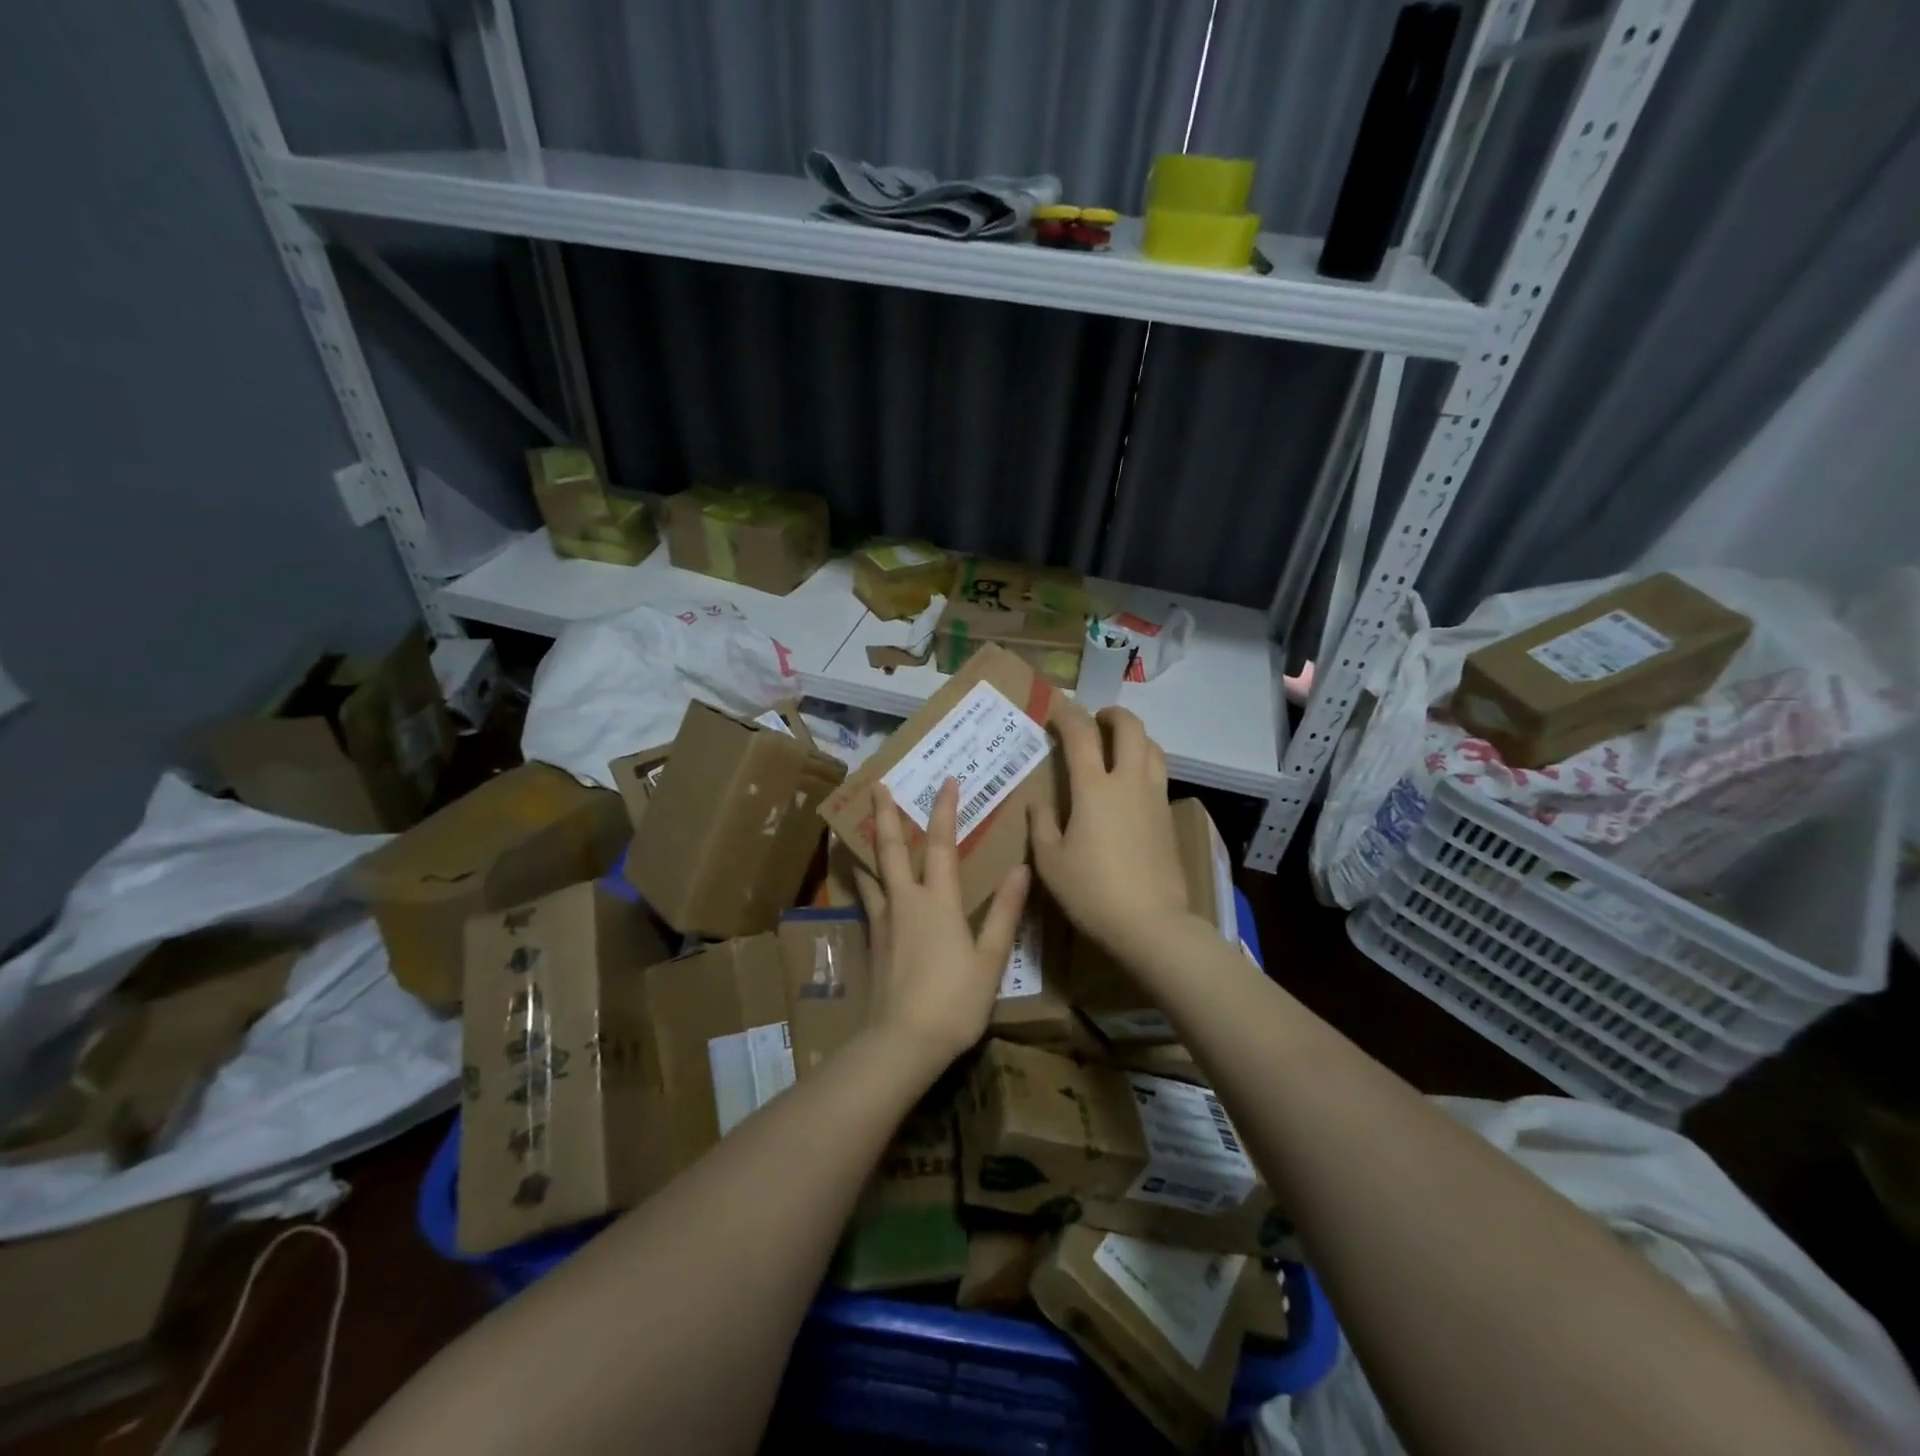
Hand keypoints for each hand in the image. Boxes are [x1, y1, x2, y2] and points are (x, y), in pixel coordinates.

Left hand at [857, 779, 1028, 1065]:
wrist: (902, 1042)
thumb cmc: (954, 1001)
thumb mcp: (990, 959)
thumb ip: (1004, 912)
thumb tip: (1021, 869)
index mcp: (938, 901)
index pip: (941, 844)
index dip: (944, 810)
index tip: (945, 781)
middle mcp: (905, 901)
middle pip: (891, 849)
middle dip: (884, 814)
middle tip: (876, 785)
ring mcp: (883, 921)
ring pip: (870, 872)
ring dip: (863, 845)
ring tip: (852, 826)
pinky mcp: (871, 942)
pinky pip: (865, 899)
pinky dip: (861, 880)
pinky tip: (860, 881)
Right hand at [1028, 704, 1191, 957]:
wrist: (1151, 924)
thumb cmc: (1092, 892)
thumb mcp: (1050, 862)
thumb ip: (1042, 824)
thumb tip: (1038, 801)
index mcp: (1094, 789)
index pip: (1081, 734)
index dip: (1067, 715)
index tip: (1056, 710)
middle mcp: (1129, 782)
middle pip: (1130, 728)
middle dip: (1112, 714)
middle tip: (1095, 720)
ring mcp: (1154, 798)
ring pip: (1153, 748)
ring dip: (1135, 736)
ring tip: (1117, 747)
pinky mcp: (1168, 818)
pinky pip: (1159, 774)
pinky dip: (1144, 763)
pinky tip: (1131, 785)